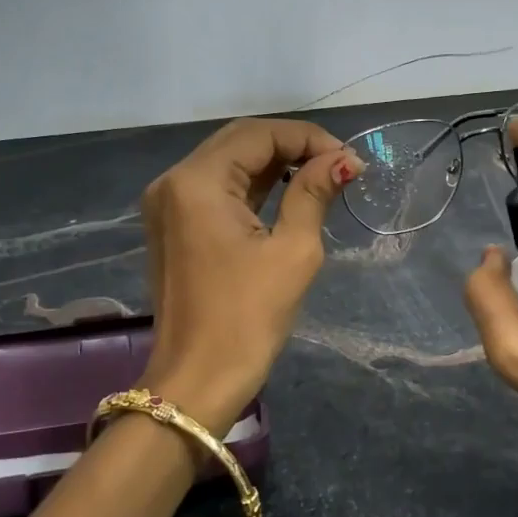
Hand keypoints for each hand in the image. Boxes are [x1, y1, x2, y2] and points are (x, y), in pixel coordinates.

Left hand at [139, 118, 361, 435]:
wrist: (197, 382)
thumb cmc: (247, 318)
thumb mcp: (292, 250)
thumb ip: (313, 193)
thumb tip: (343, 160)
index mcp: (197, 181)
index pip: (259, 134)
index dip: (308, 138)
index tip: (349, 160)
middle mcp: (173, 181)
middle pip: (240, 141)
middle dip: (292, 146)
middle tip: (338, 166)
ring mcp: (168, 204)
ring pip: (228, 163)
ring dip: (274, 164)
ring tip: (322, 177)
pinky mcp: (173, 226)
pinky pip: (217, 190)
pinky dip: (253, 186)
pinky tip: (288, 193)